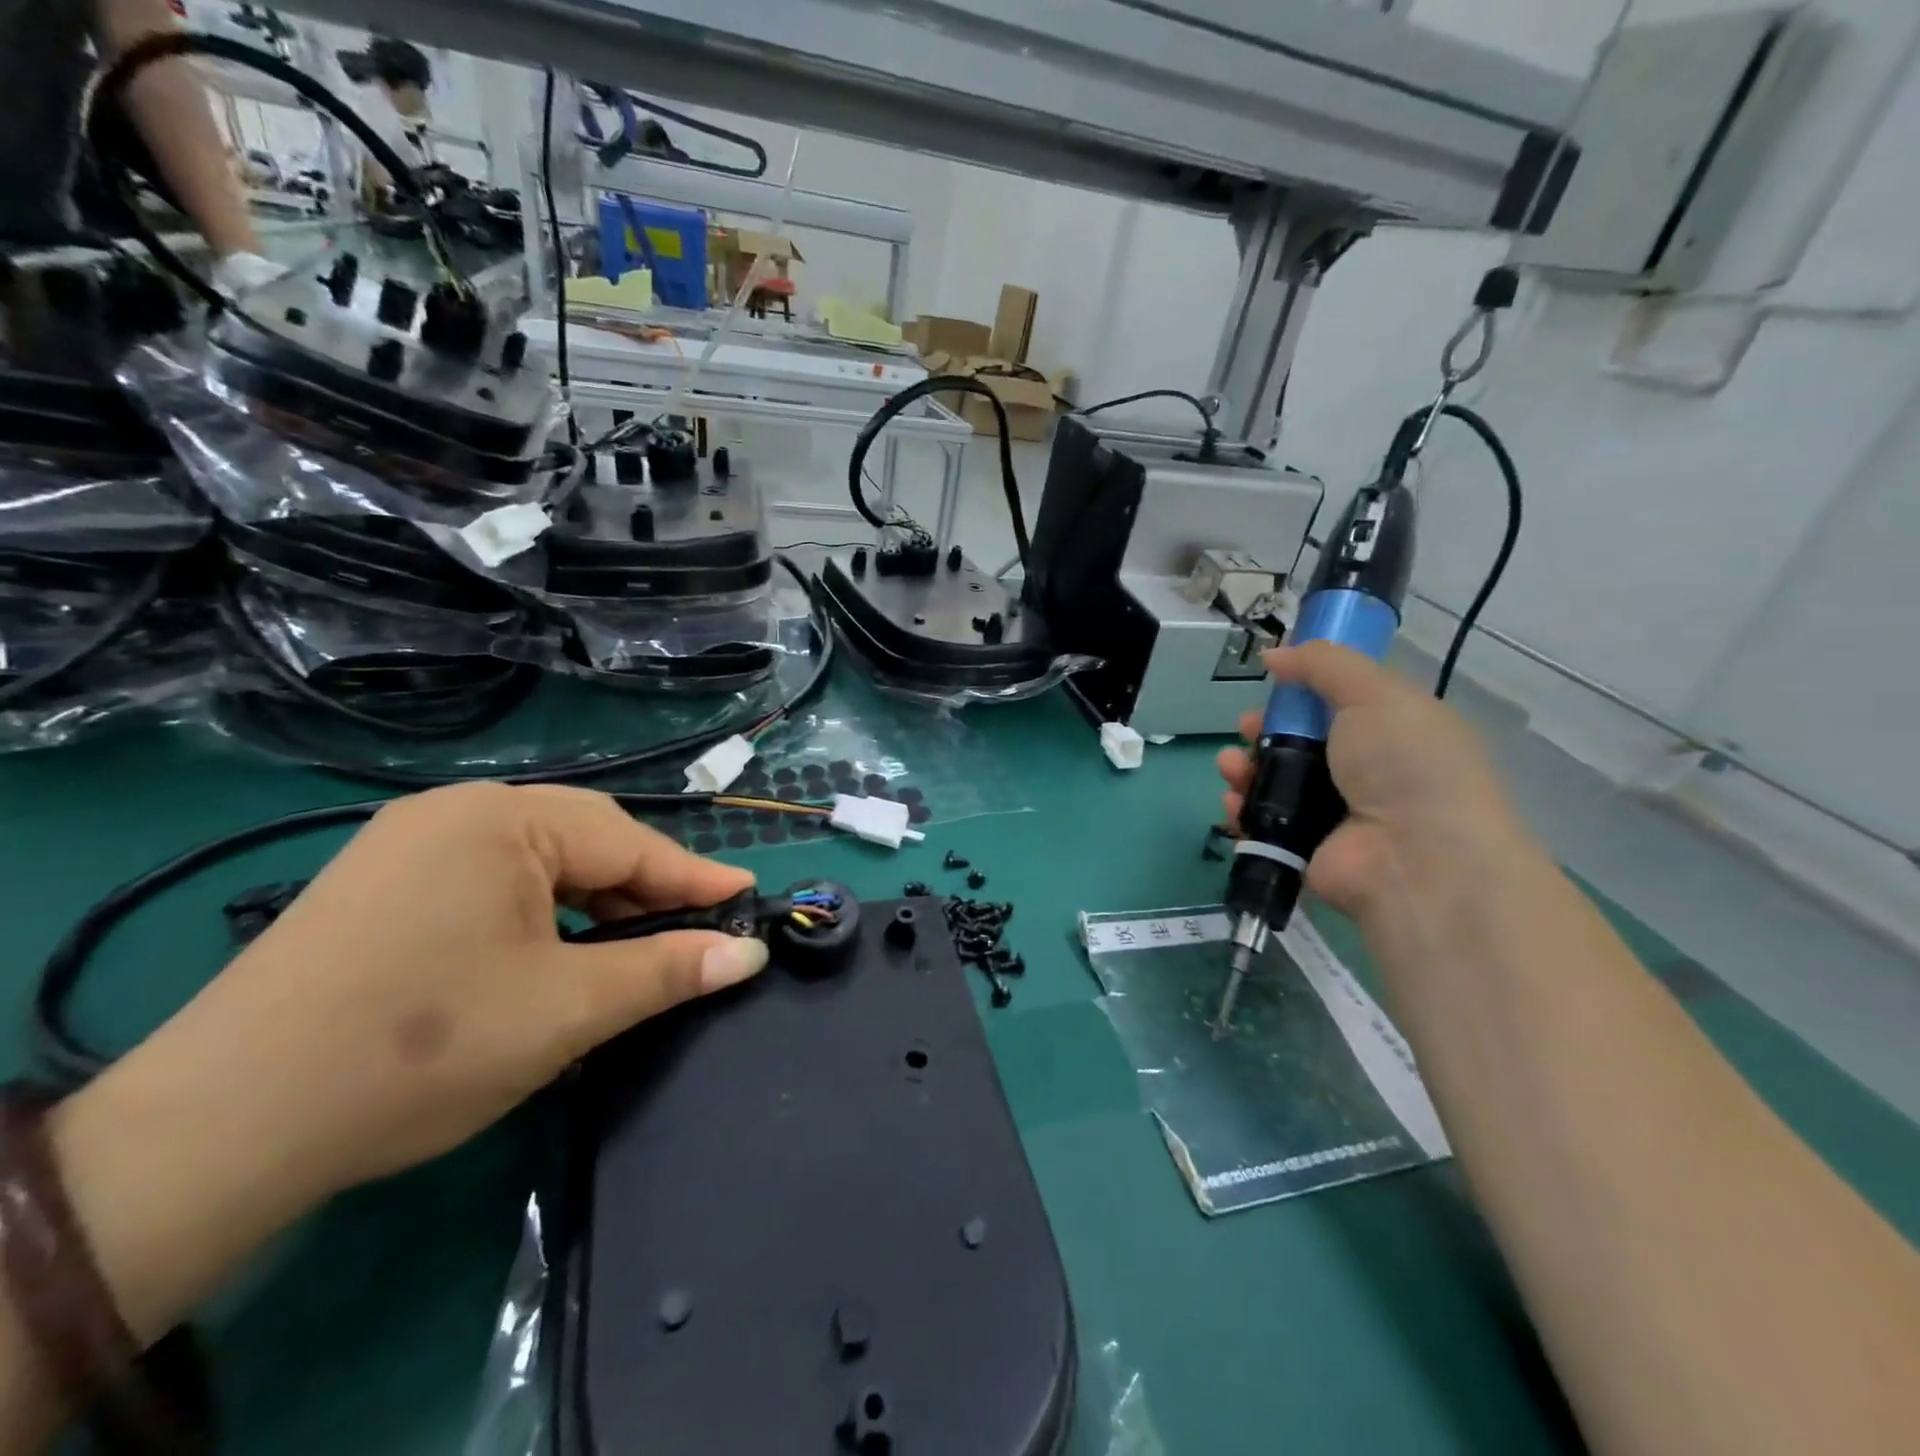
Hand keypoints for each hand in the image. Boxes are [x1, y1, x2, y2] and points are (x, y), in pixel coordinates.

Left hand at [113, 783, 768, 1202]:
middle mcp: (455, 812)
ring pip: (538, 860)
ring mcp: (409, 844)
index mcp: (503, 820)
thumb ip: (668, 970)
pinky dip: (541, 909)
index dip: (695, 877)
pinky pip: (492, 878)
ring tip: (627, 948)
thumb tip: (748, 953)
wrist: (217, 1131)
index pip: (629, 843)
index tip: (749, 898)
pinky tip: (551, 949)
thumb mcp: (568, 1009)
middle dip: (644, 887)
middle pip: (585, 841)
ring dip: (593, 900)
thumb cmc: (422, 1048)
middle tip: (690, 931)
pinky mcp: (381, 883)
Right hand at [1217, 643, 1525, 919]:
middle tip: (1248, 727)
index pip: (1338, 706)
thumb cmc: (1405, 764)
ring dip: (1243, 768)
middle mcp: (1363, 774)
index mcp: (1391, 733)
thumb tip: (1274, 654)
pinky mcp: (1303, 850)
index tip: (1276, 684)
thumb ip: (1323, 664)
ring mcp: (1332, 816)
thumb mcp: (1375, 693)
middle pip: (1297, 743)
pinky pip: (1260, 823)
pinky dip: (1241, 811)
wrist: (1415, 858)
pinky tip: (1232, 802)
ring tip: (1231, 766)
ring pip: (1272, 782)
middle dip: (1262, 730)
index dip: (1302, 692)